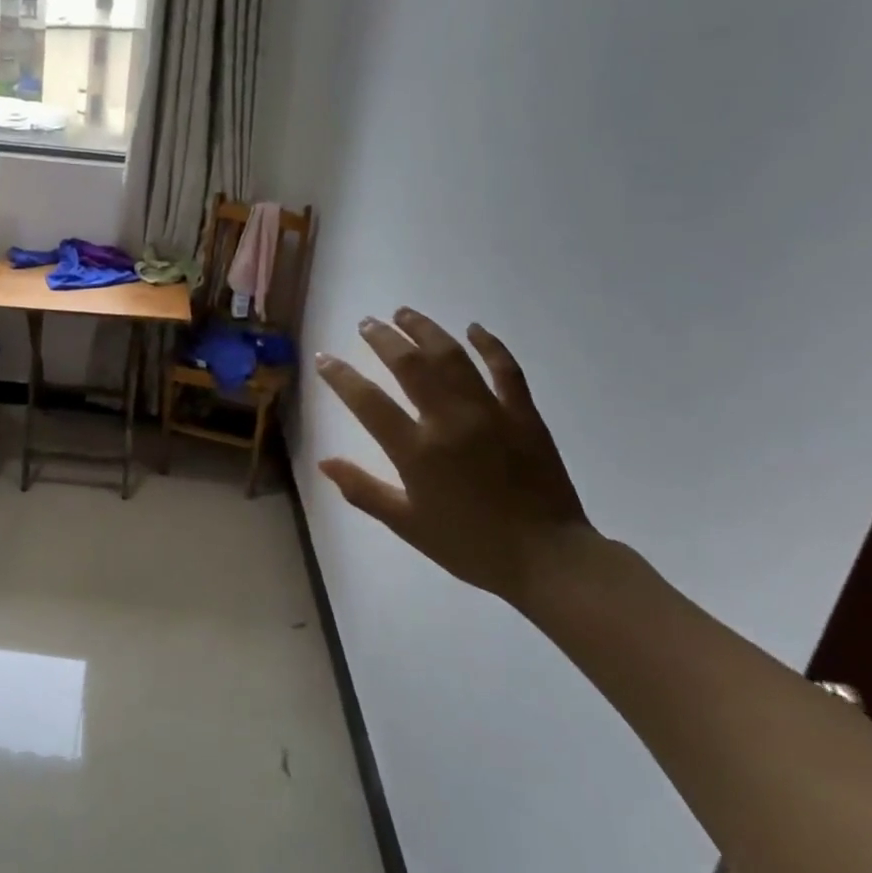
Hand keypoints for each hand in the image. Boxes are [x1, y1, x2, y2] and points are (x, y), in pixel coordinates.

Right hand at [315, 310, 589, 602]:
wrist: (547, 559)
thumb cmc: (470, 545)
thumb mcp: (407, 524)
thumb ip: (363, 490)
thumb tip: (324, 462)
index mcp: (417, 452)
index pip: (368, 402)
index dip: (341, 376)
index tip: (324, 358)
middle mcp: (449, 422)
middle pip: (410, 365)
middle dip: (383, 339)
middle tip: (367, 323)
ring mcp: (490, 413)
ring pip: (452, 357)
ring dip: (426, 330)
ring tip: (405, 313)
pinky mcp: (524, 414)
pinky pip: (506, 370)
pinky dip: (490, 345)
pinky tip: (474, 328)